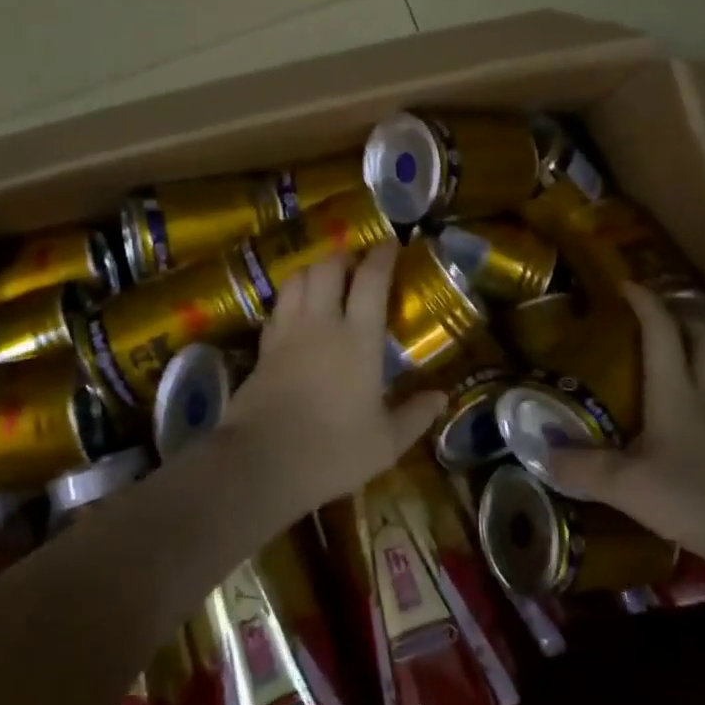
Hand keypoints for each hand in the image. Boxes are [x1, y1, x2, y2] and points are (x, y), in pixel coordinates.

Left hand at [222, 243, 446, 520]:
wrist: (262, 462)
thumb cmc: (333, 451)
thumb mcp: (386, 442)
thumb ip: (415, 415)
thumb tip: (442, 396)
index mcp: (358, 339)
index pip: (371, 281)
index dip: (382, 256)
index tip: (391, 242)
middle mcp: (321, 323)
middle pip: (328, 267)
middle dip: (343, 255)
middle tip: (356, 260)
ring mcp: (288, 332)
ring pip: (297, 279)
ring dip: (313, 269)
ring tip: (325, 276)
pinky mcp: (263, 348)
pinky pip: (278, 307)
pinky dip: (290, 297)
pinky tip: (296, 309)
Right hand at [537, 283, 704, 564]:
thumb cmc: (694, 497)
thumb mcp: (626, 485)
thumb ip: (582, 467)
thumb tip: (542, 454)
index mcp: (676, 390)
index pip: (662, 332)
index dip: (645, 303)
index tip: (625, 284)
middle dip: (686, 317)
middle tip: (660, 315)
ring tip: (682, 348)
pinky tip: (697, 406)